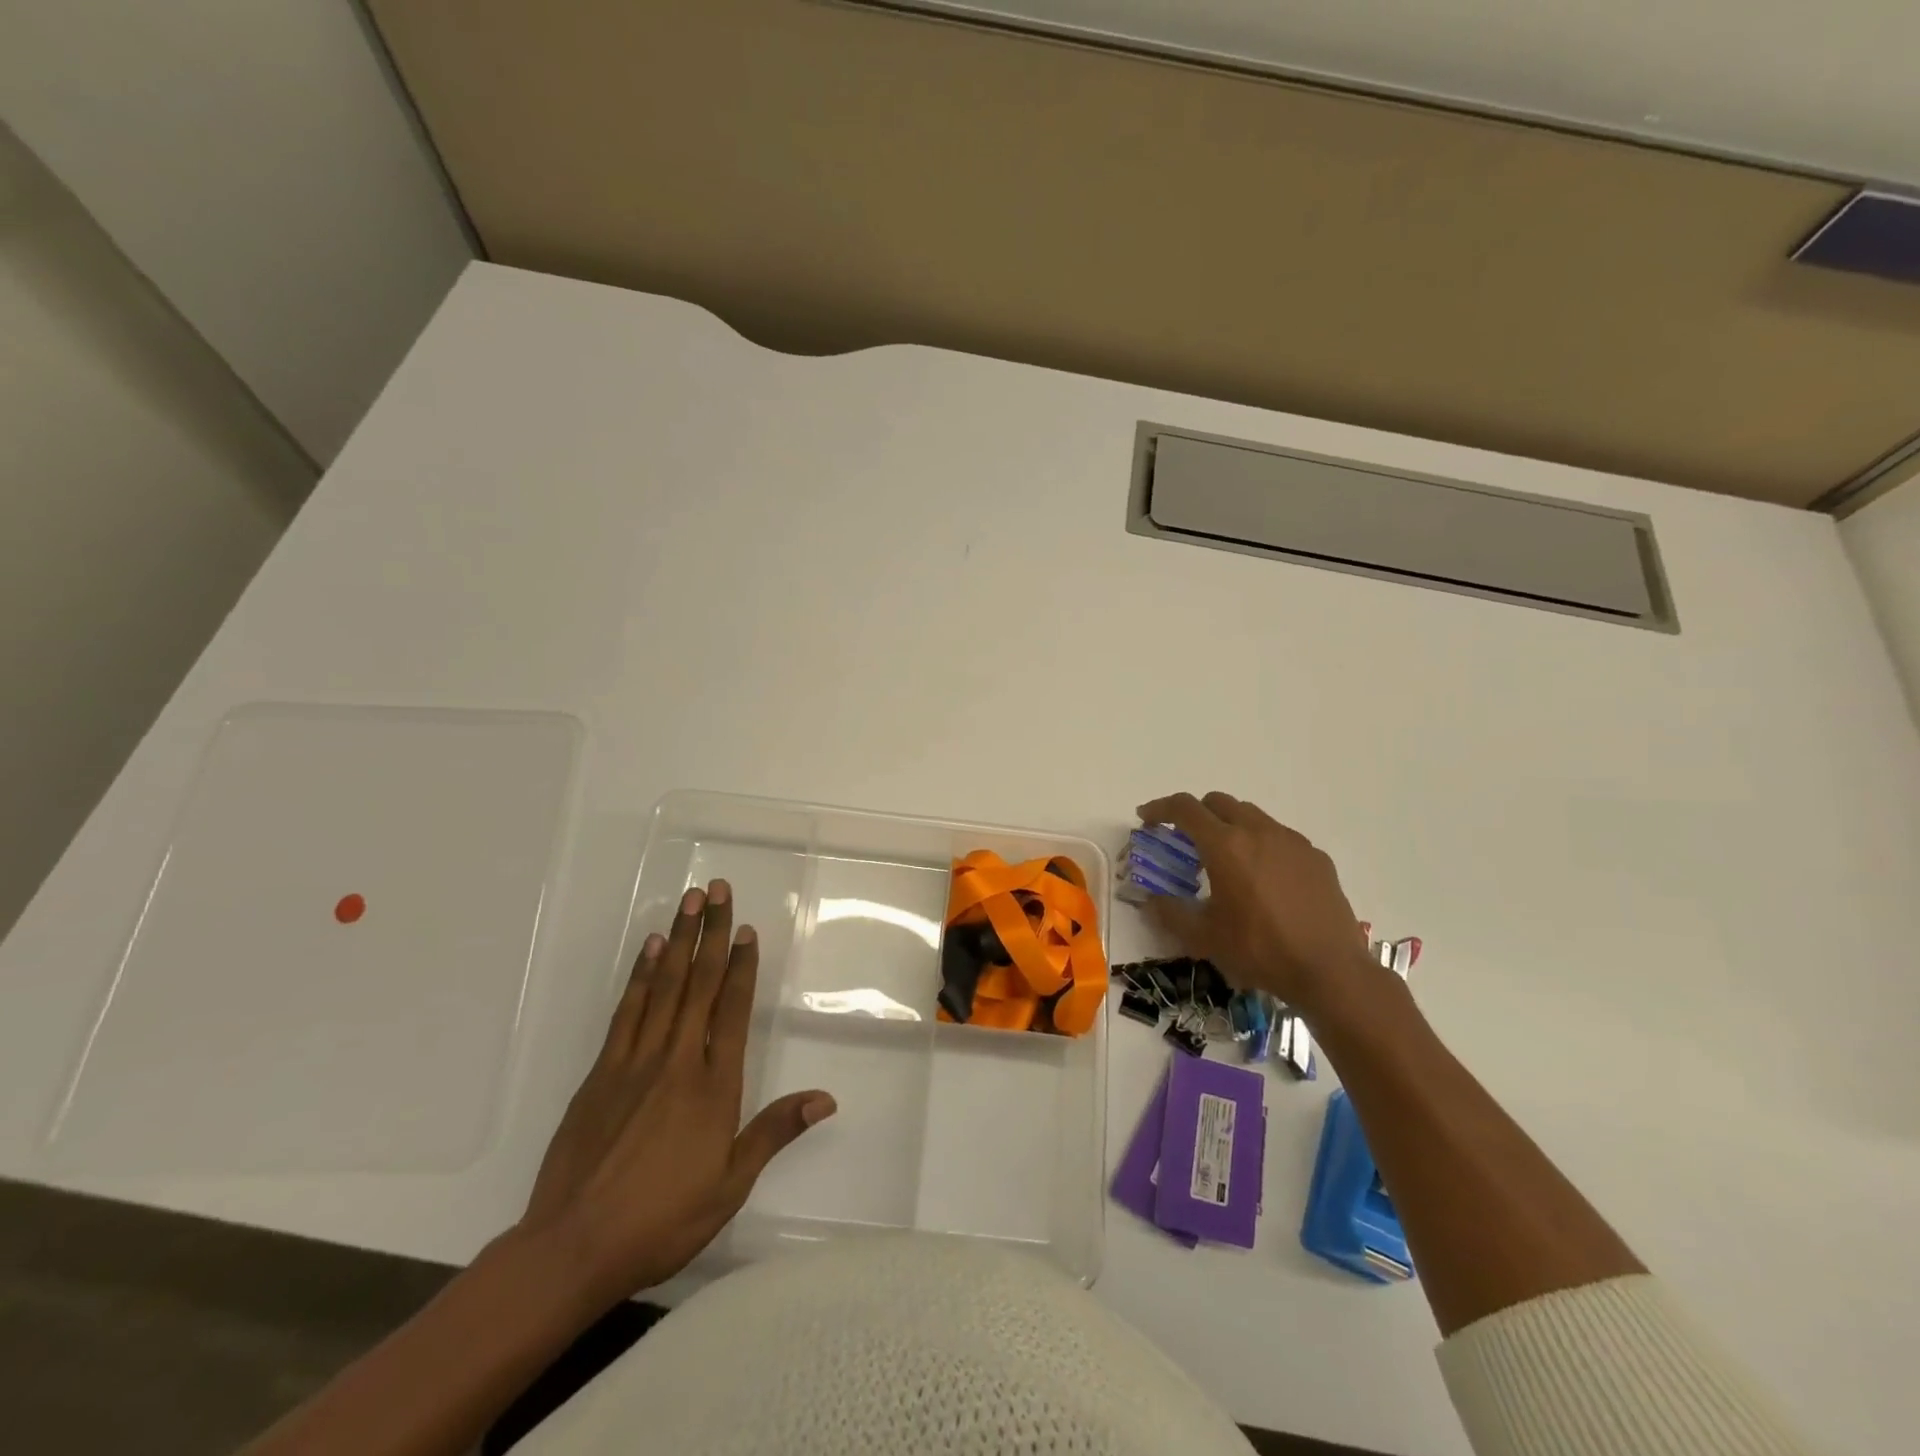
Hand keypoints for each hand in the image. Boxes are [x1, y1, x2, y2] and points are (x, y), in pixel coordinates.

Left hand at [519, 880, 834, 1307]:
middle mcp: (678, 1060)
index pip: (733, 1010)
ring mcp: (636, 1061)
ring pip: (664, 986)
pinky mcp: (601, 1072)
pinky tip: (651, 951)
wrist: (572, 1247)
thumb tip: (825, 1098)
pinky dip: (641, 976)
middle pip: (700, 984)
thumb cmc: (661, 1220)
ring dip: (680, 940)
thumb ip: (774, 1132)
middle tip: (718, 890)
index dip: (743, 966)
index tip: (747, 930)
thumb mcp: (730, 1185)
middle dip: (712, 933)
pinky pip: (627, 1011)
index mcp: (714, 1085)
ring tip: (690, 902)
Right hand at [1135, 792, 1374, 1011]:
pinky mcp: (1317, 858)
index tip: (1146, 818)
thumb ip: (1170, 913)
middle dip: (1196, 812)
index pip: (1185, 808)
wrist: (1330, 971)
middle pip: (1218, 802)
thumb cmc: (1259, 950)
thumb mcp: (1204, 937)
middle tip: (1184, 838)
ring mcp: (1292, 842)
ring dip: (1230, 825)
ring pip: (1251, 815)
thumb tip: (1151, 901)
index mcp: (1225, 846)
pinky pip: (1280, 837)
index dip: (1160, 808)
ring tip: (1226, 857)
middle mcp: (1258, 832)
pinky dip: (1261, 844)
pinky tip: (1264, 878)